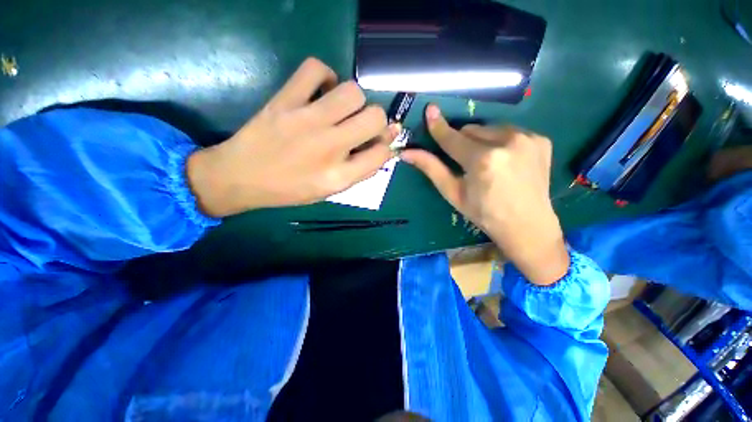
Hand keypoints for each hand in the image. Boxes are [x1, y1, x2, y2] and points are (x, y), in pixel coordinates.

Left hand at [187, 58, 398, 216]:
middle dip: (377, 121)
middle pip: (375, 117)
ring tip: (343, 110)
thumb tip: (383, 146)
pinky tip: (322, 92)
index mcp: (339, 176)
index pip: (382, 153)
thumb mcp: (330, 191)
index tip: (378, 143)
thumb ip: (359, 171)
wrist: (241, 177)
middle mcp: (329, 147)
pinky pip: (316, 69)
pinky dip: (325, 77)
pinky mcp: (285, 100)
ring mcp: (307, 120)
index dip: (386, 146)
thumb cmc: (290, 190)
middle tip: (363, 126)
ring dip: (356, 101)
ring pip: (353, 91)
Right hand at [401, 104, 568, 285]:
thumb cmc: (484, 213)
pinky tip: (505, 161)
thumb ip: (432, 168)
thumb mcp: (453, 193)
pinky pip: (510, 132)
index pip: (453, 138)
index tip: (430, 110)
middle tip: (466, 163)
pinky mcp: (541, 139)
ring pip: (490, 128)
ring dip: (481, 141)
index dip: (439, 127)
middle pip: (471, 130)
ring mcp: (528, 138)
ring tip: (487, 164)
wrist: (527, 226)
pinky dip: (501, 142)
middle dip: (463, 142)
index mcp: (483, 160)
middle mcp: (508, 141)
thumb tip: (407, 153)